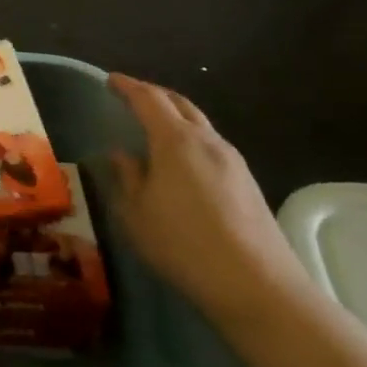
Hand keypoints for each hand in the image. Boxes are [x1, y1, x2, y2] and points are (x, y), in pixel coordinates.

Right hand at [104, 75, 314, 335]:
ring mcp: (233, 161)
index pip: (148, 99)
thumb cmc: (183, 244)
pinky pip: (211, 146)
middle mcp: (207, 140)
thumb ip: (127, 177)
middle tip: (131, 97)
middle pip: (179, 104)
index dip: (127, 87)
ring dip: (175, 118)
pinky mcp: (247, 182)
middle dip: (154, 95)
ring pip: (199, 124)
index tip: (110, 81)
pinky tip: (181, 162)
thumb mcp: (136, 213)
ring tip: (154, 128)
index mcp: (175, 140)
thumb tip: (122, 155)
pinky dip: (190, 140)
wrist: (256, 285)